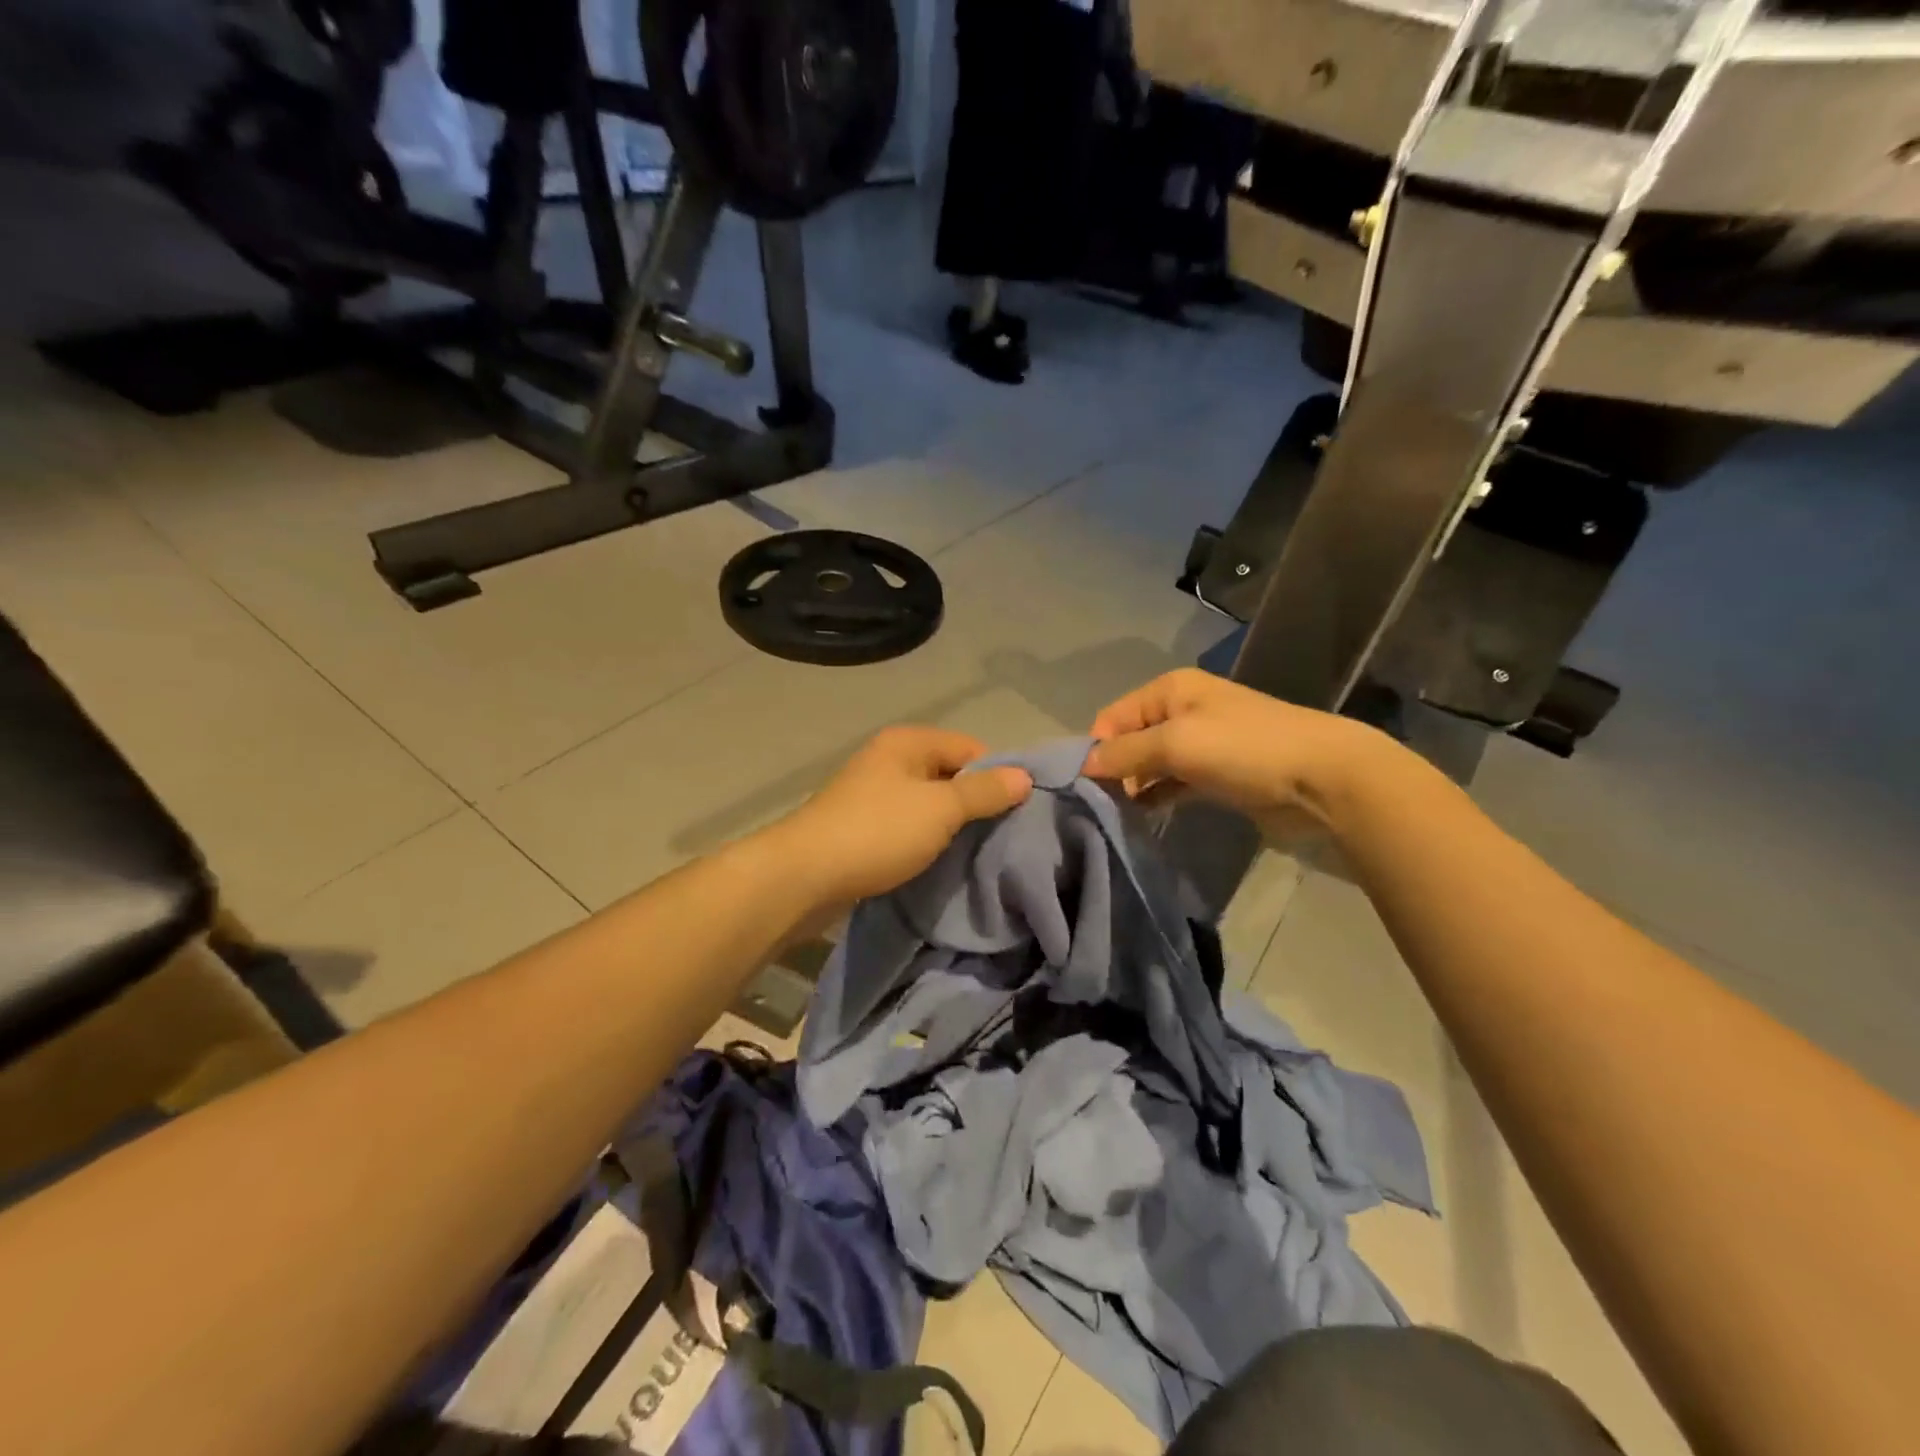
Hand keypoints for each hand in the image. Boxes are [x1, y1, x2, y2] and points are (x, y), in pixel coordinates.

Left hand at [769, 726, 1032, 909]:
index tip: (1016, 813)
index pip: (971, 748)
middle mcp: (890, 759)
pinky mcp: (863, 825)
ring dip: (951, 825)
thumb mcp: (940, 809)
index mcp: (908, 742)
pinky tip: (941, 860)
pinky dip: (926, 839)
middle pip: (950, 774)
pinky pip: (909, 825)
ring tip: (976, 852)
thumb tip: (1025, 776)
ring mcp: (873, 792)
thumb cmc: (877, 831)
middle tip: (1002, 837)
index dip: (997, 776)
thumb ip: (984, 792)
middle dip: (976, 803)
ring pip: (929, 803)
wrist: (804, 876)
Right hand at [1085, 669, 1388, 838]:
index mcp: (1170, 690)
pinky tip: (1141, 816)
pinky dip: (1156, 796)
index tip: (1082, 786)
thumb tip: (1081, 765)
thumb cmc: (1243, 749)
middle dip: (1112, 769)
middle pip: (1130, 739)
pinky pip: (1173, 783)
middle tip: (1097, 806)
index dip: (1096, 748)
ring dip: (1133, 786)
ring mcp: (1201, 743)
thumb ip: (1125, 753)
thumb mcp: (1175, 743)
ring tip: (1114, 815)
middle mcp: (1182, 711)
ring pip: (1151, 764)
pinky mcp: (1216, 775)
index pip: (1113, 717)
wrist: (1322, 778)